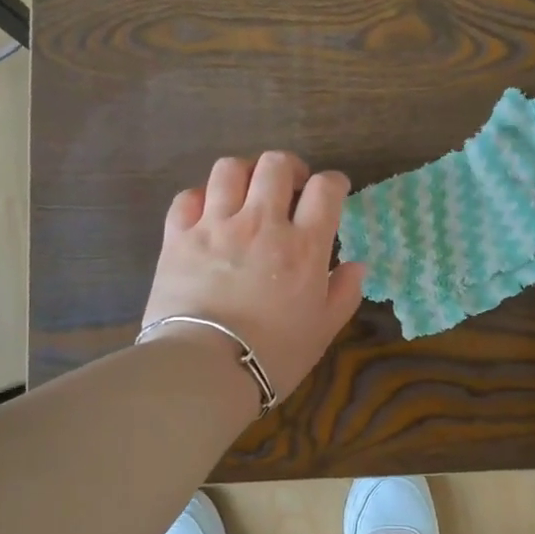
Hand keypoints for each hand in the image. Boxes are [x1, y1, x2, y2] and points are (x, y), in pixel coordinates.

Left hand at [142, 151, 366, 397]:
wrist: (204, 368)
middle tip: (291, 187)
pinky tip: (209, 213)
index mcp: (303, 245)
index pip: (325, 189)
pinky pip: (188, 196)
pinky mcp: (178, 237)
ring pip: (230, 169)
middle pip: (276, 165)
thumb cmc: (273, 355)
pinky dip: (202, 197)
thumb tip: (356, 265)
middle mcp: (261, 223)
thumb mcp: (323, 331)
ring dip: (245, 174)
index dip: (334, 182)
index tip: (334, 190)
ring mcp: (216, 225)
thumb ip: (344, 293)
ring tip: (248, 193)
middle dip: (289, 168)